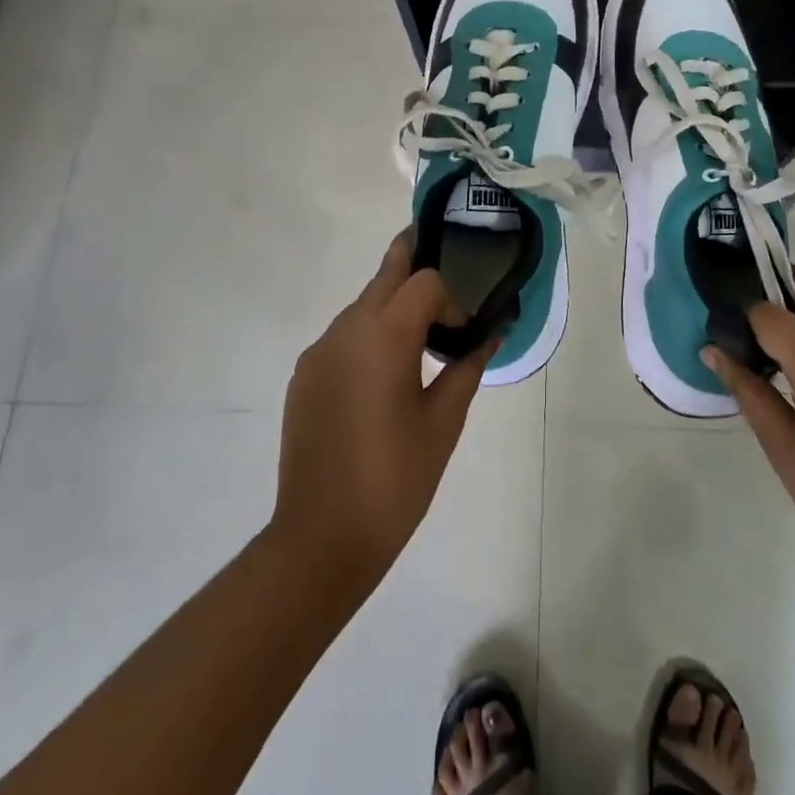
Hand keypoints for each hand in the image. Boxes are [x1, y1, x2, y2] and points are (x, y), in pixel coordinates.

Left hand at [271, 231, 493, 591]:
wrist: (321, 537)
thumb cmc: (396, 478)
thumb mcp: (444, 421)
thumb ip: (468, 367)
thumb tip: (490, 334)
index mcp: (384, 336)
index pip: (422, 281)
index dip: (450, 298)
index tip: (463, 333)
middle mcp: (345, 331)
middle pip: (385, 276)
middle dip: (412, 262)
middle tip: (441, 257)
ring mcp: (319, 352)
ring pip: (361, 305)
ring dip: (391, 305)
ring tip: (418, 337)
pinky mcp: (304, 376)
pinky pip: (343, 337)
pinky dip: (368, 336)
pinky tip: (382, 375)